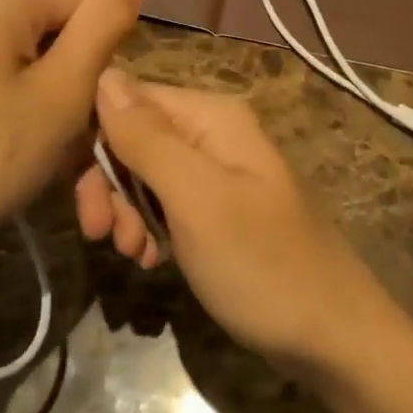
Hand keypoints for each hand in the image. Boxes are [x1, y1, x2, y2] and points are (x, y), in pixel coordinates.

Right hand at [75, 71, 396, 377]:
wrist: (334, 339)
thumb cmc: (262, 265)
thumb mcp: (196, 199)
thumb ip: (147, 137)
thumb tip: (104, 74)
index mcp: (211, 117)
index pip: (128, 98)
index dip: (95, 137)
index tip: (78, 192)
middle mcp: (213, 134)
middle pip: (134, 138)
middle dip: (110, 184)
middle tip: (100, 234)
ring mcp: (218, 174)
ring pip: (145, 174)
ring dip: (127, 211)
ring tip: (132, 253)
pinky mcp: (219, 211)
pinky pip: (167, 204)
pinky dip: (150, 228)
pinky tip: (152, 259)